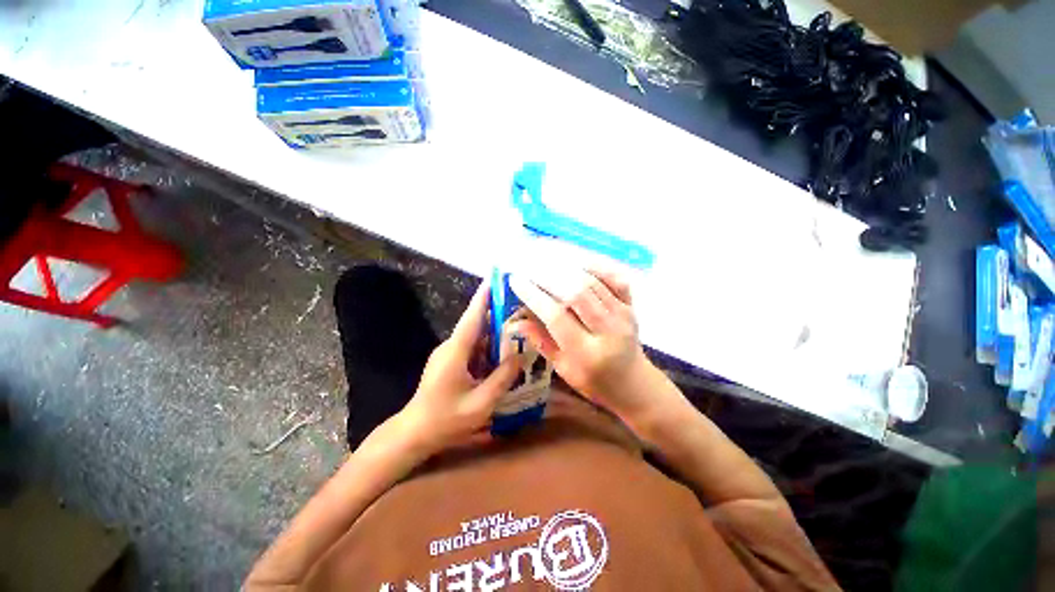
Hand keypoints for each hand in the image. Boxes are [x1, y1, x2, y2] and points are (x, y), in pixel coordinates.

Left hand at [395, 280, 521, 454]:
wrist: (414, 433)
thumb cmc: (446, 420)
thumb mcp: (481, 403)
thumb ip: (502, 378)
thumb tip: (519, 356)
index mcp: (456, 351)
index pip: (473, 317)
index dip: (484, 297)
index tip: (495, 278)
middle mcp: (451, 346)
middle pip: (477, 324)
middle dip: (497, 313)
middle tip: (520, 307)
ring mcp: (448, 353)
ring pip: (476, 337)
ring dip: (494, 333)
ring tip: (518, 330)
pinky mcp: (449, 361)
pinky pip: (472, 348)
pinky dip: (488, 348)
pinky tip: (502, 355)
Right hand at [510, 268, 666, 423]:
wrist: (634, 384)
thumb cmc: (594, 381)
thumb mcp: (564, 369)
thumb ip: (542, 342)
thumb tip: (517, 320)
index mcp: (586, 353)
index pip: (556, 316)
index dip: (534, 296)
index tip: (517, 280)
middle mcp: (607, 330)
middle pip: (576, 293)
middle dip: (549, 277)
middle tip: (530, 268)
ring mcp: (622, 315)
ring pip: (592, 282)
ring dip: (567, 270)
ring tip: (546, 263)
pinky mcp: (631, 306)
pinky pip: (615, 279)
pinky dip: (596, 268)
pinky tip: (579, 265)